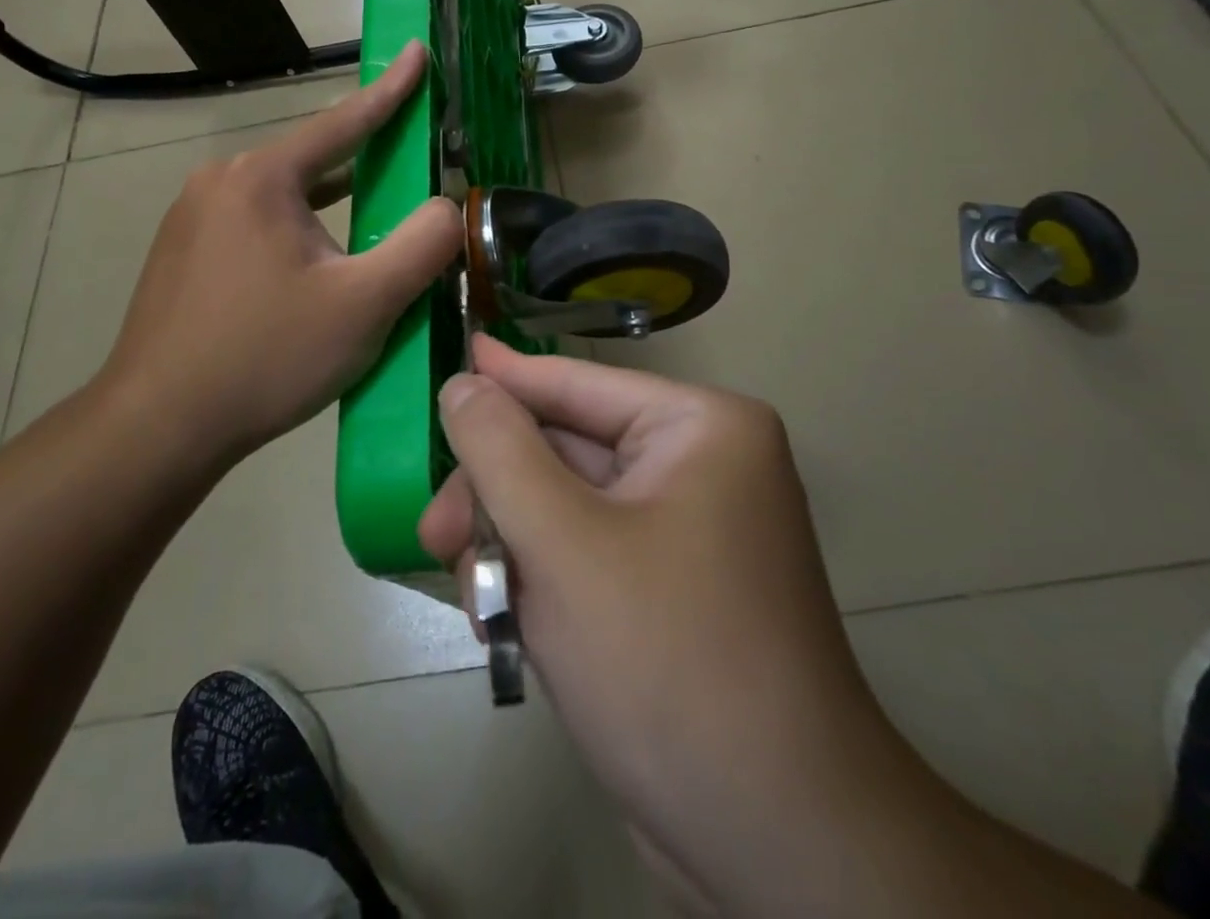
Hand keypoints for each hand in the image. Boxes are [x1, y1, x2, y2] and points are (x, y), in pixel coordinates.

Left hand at [91, 41, 459, 467]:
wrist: (157, 426)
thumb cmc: (266, 357)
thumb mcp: (364, 305)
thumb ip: (422, 245)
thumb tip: (446, 206)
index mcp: (262, 178)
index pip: (343, 122)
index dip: (390, 89)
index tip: (417, 51)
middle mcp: (221, 182)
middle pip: (311, 160)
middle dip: (363, 159)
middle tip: (408, 161)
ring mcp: (192, 217)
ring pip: (284, 196)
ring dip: (331, 204)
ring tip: (370, 213)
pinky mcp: (182, 254)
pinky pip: (257, 223)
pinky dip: (299, 229)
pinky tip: (315, 261)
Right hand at [419, 338, 908, 914]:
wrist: (775, 847)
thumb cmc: (667, 661)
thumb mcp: (563, 544)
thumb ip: (499, 451)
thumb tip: (463, 382)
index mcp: (700, 427)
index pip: (576, 384)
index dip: (503, 378)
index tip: (445, 362)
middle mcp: (701, 464)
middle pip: (565, 451)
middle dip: (497, 496)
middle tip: (434, 537)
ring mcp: (688, 530)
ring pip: (566, 508)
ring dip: (512, 548)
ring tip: (475, 603)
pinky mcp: (670, 589)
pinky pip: (586, 555)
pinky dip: (541, 582)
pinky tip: (507, 626)